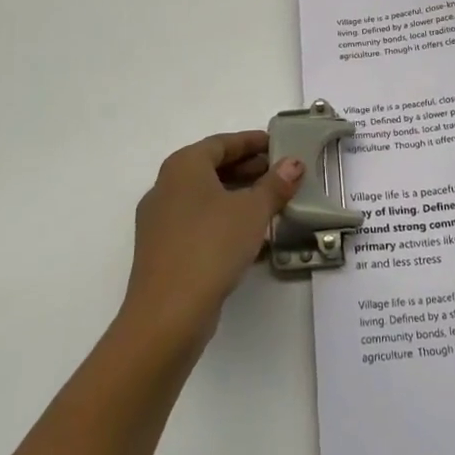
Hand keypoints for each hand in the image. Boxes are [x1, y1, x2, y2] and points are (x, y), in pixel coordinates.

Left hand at [118, 130, 303, 352]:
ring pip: (206, 198)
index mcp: (183, 167)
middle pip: (212, 168)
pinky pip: (199, 223)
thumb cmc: (211, 246)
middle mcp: (166, 187)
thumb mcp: (252, 211)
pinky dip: (225, 221)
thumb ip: (275, 184)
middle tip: (281, 174)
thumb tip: (293, 163)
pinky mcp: (163, 250)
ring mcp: (161, 221)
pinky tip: (251, 236)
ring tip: (272, 204)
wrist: (168, 313)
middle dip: (248, 169)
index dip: (251, 142)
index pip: (222, 143)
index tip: (278, 144)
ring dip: (238, 197)